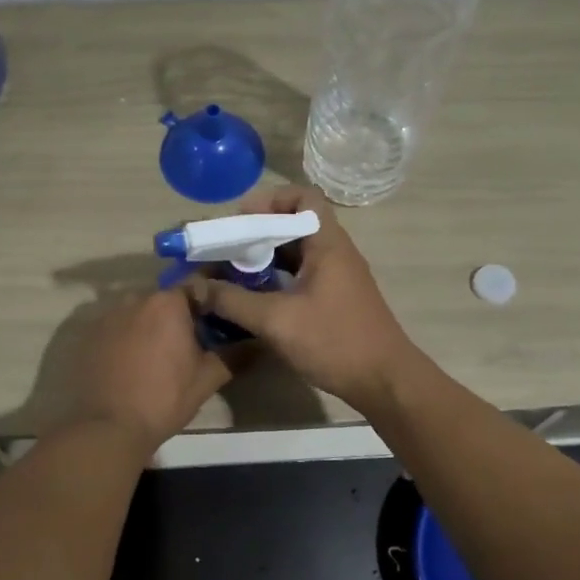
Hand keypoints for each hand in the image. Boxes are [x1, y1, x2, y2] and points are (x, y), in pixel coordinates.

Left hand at [63, 288, 229, 451]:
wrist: (107, 427)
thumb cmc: (164, 399)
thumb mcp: (207, 379)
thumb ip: (235, 355)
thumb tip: (259, 343)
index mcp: (168, 302)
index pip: (197, 286)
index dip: (210, 302)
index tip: (219, 319)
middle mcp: (135, 298)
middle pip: (165, 299)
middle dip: (179, 315)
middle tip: (191, 341)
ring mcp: (107, 315)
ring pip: (139, 312)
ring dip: (151, 325)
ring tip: (160, 355)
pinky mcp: (88, 334)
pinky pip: (116, 327)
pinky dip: (127, 338)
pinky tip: (132, 363)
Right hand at [193, 186, 423, 410]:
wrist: (384, 381)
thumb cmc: (334, 341)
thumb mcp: (276, 321)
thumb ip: (233, 301)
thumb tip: (195, 289)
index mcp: (328, 244)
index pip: (304, 197)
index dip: (270, 200)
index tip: (240, 221)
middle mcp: (335, 252)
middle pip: (295, 224)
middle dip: (258, 232)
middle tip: (226, 248)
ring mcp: (337, 276)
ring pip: (296, 252)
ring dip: (265, 257)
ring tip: (232, 271)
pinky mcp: (335, 299)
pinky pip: (301, 274)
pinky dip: (276, 278)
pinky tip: (253, 297)